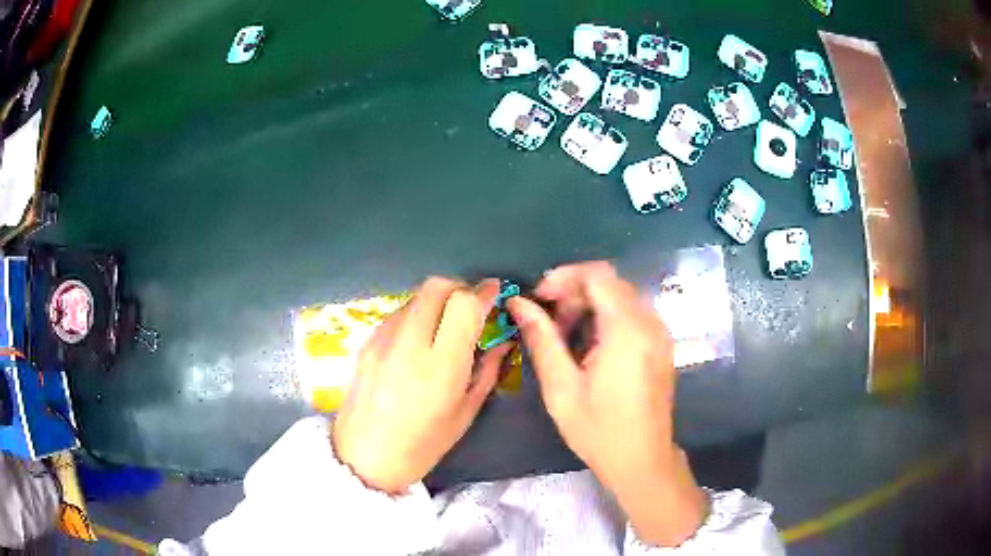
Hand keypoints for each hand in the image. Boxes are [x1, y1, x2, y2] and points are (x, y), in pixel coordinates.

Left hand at [332, 277, 512, 494]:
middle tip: (469, 308)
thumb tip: (503, 340)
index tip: (493, 294)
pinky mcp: (366, 342)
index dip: (483, 293)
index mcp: (440, 367)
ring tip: (443, 329)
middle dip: (459, 288)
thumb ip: (487, 370)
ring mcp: (382, 340)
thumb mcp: (465, 413)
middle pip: (436, 286)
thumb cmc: (423, 445)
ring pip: (415, 297)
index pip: (464, 305)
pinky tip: (418, 343)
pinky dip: (415, 316)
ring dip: (436, 302)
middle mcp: (408, 344)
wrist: (364, 458)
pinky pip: (397, 314)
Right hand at [506, 262, 707, 546]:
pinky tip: (590, 346)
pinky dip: (607, 317)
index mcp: (627, 331)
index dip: (564, 277)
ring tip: (565, 336)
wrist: (642, 460)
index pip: (598, 274)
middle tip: (549, 322)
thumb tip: (519, 304)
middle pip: (610, 282)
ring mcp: (660, 333)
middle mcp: (650, 323)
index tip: (539, 299)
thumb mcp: (562, 387)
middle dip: (574, 292)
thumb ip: (542, 339)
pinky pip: (632, 313)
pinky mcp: (661, 344)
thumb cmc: (599, 430)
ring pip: (621, 296)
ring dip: (590, 304)